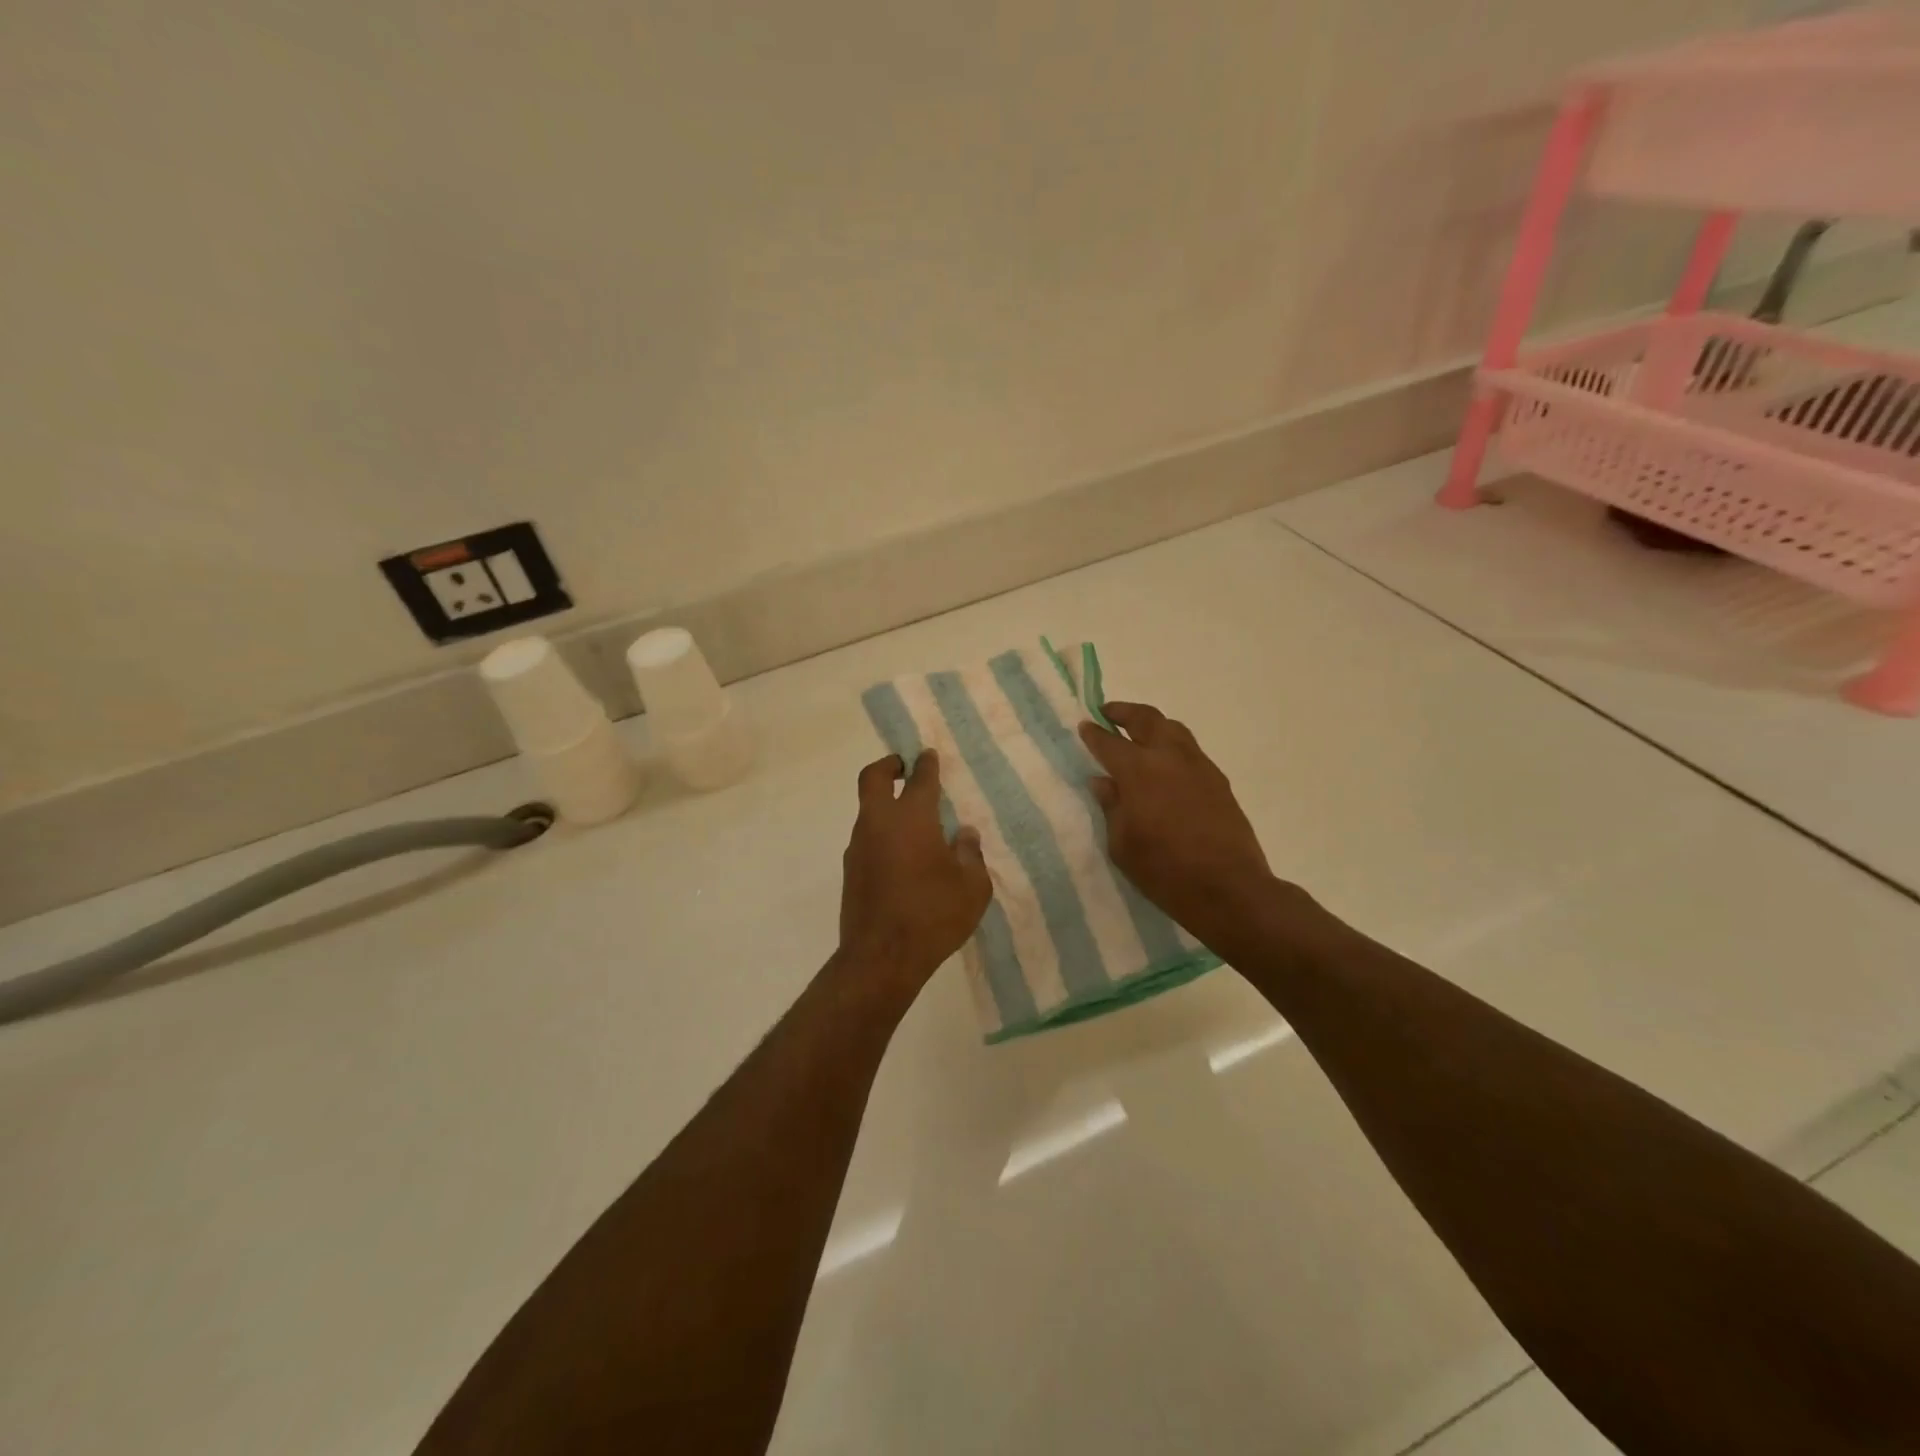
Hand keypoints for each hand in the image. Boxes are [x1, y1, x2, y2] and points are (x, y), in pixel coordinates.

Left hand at [838, 751, 991, 993]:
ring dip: (886, 804)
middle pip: (874, 778)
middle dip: (888, 765)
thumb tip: (964, 834)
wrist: (881, 958)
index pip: (920, 779)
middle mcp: (879, 823)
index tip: (929, 755)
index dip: (926, 763)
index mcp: (912, 818)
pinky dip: (882, 834)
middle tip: (904, 766)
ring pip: (868, 810)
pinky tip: (902, 855)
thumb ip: (970, 854)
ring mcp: (859, 846)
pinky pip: (867, 838)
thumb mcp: (972, 887)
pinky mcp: (851, 871)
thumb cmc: (933, 915)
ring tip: (913, 821)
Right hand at [1079, 702, 1275, 951]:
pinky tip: (1165, 764)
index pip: (1109, 743)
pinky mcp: (1218, 781)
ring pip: (1174, 729)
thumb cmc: (1164, 871)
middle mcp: (1170, 757)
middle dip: (1124, 712)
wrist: (1228, 889)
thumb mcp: (1122, 844)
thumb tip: (1103, 782)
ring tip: (1138, 733)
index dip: (1094, 734)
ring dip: (1152, 725)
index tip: (1084, 726)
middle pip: (1147, 719)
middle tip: (1108, 713)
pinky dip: (1172, 746)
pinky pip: (1190, 750)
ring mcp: (1199, 766)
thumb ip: (1111, 806)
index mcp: (1139, 771)